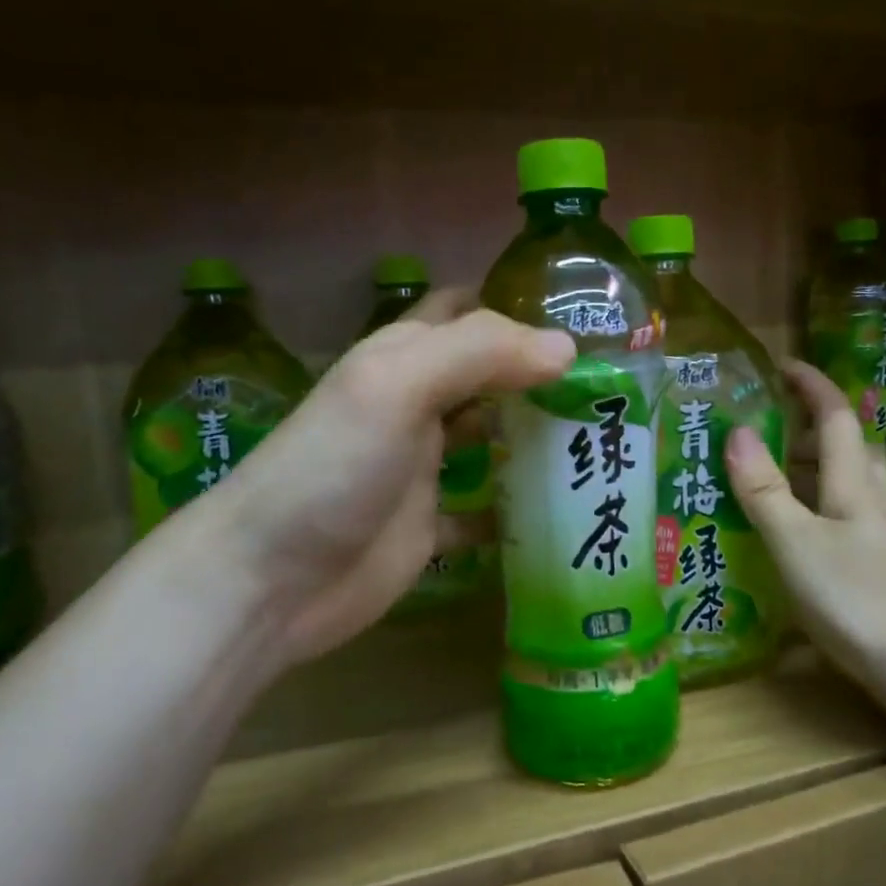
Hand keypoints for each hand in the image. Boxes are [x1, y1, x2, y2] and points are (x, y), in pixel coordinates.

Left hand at [214, 290, 572, 667]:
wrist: (270, 580)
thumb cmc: (332, 468)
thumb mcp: (397, 386)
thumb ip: (480, 352)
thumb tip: (566, 347)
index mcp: (405, 357)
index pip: (469, 312)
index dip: (520, 306)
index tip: (589, 316)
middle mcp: (417, 405)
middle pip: (490, 377)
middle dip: (544, 376)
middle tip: (615, 386)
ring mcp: (423, 467)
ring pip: (492, 440)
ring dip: (537, 438)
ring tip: (605, 441)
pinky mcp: (429, 524)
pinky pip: (484, 510)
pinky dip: (517, 508)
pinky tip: (562, 511)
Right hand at [725, 361, 885, 683]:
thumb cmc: (857, 598)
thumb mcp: (797, 542)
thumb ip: (765, 490)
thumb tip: (738, 432)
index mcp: (853, 483)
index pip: (836, 416)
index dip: (811, 385)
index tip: (780, 365)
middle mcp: (870, 500)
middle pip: (845, 447)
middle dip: (806, 427)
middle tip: (761, 429)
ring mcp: (876, 535)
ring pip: (842, 484)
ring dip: (806, 470)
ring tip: (761, 478)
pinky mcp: (874, 566)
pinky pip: (836, 518)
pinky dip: (809, 510)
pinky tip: (785, 535)